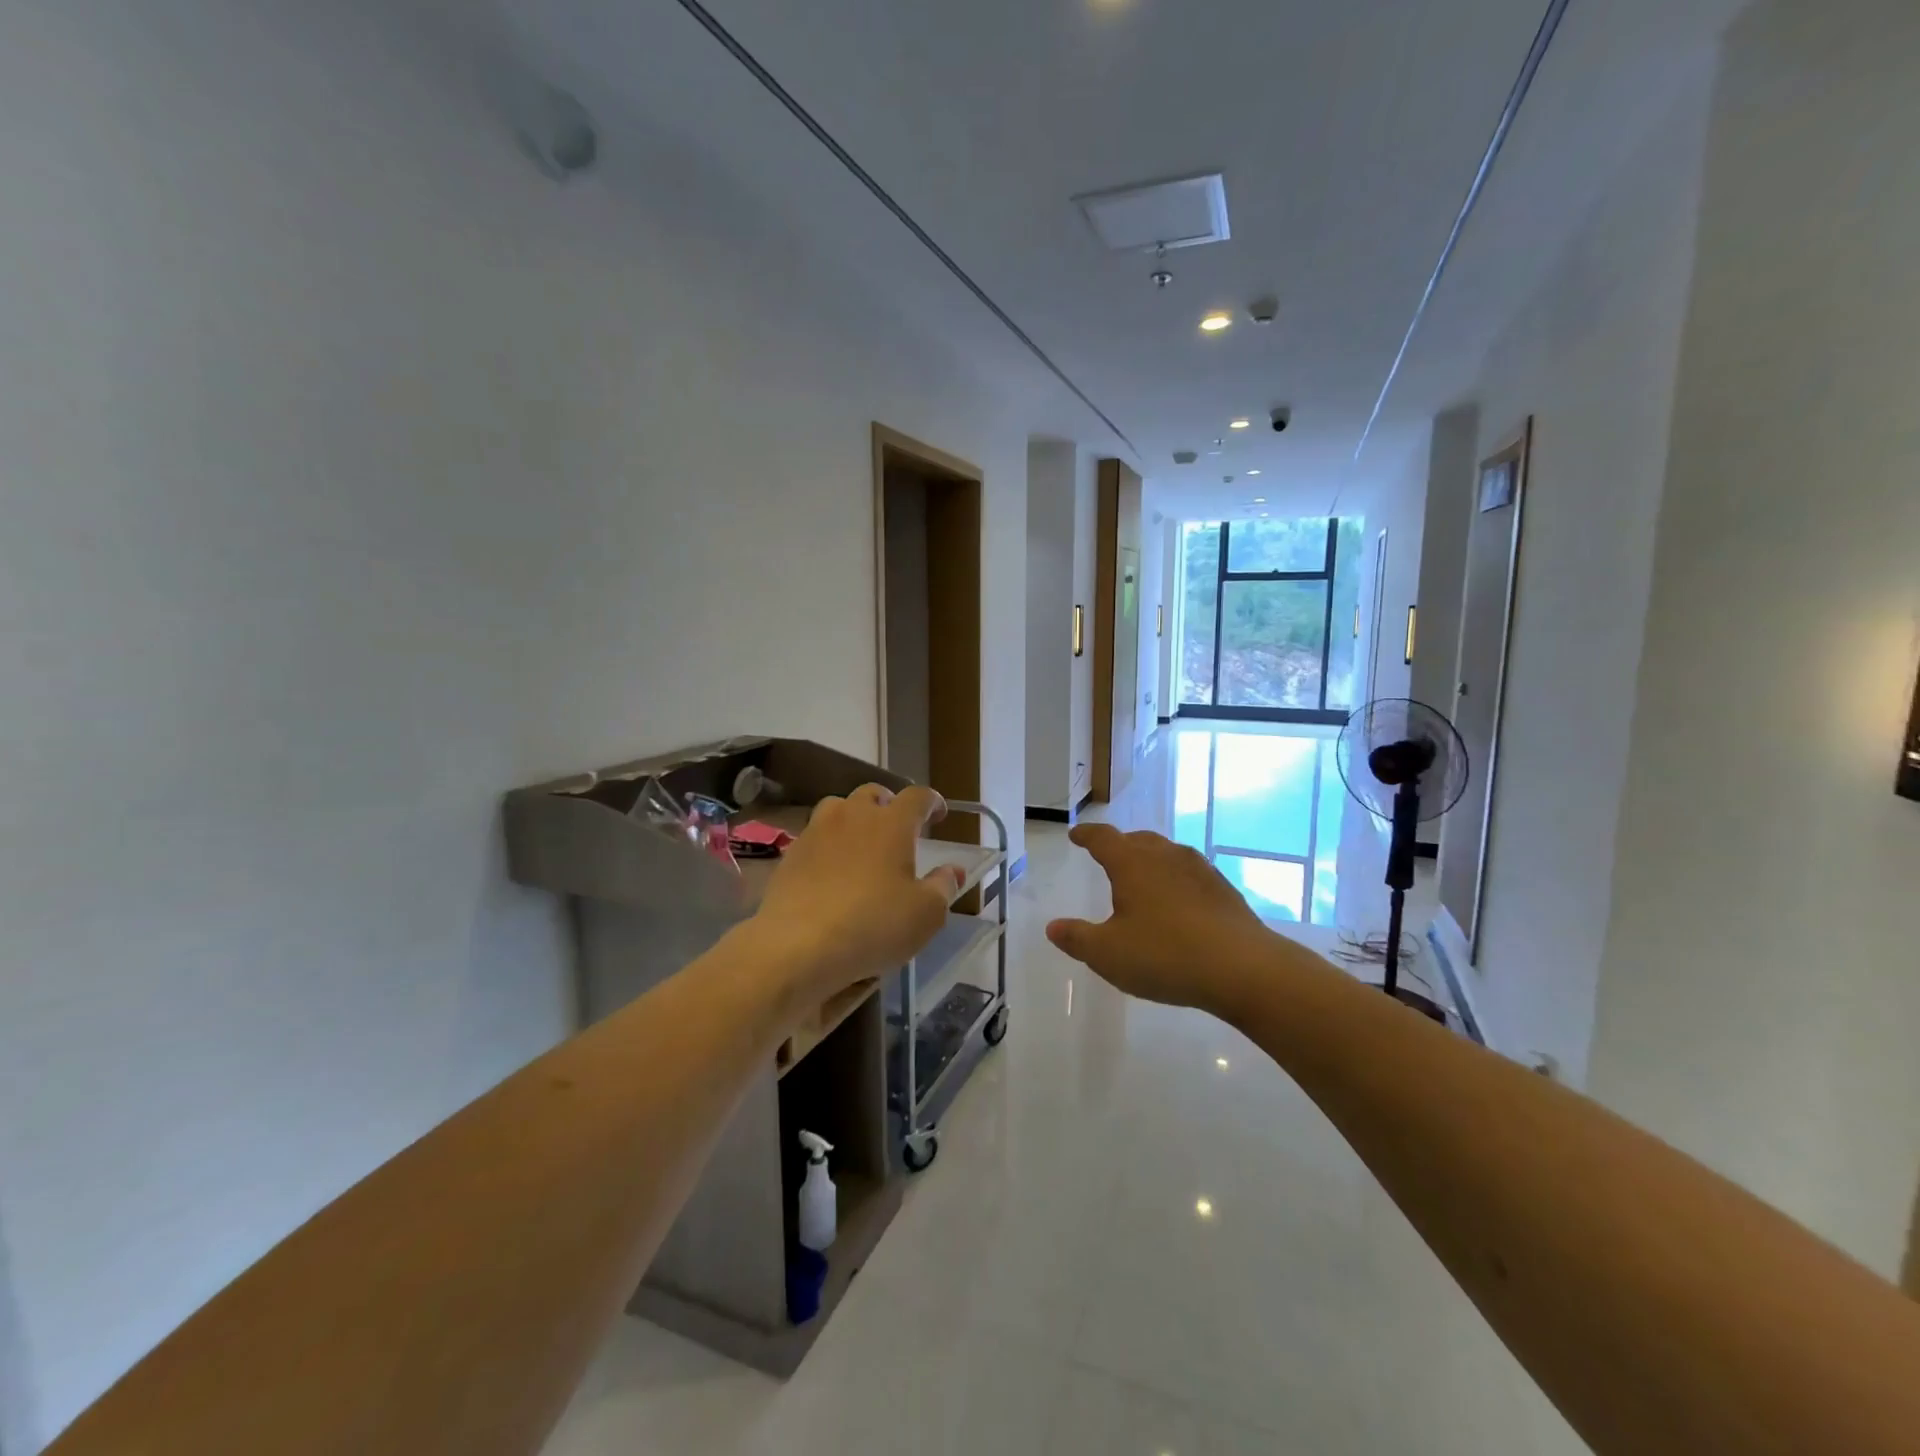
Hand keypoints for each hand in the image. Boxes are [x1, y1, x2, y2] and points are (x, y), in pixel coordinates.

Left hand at [751, 785, 963, 998]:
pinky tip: (831, 869)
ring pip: (838, 808)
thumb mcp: (925, 914)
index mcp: (892, 823)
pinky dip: (829, 843)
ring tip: (862, 842)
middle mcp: (853, 815)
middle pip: (874, 793)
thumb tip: (954, 870)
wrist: (797, 945)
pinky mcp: (791, 853)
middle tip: (898, 828)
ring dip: (854, 817)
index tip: (939, 814)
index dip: (932, 802)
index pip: (918, 797)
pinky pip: (815, 836)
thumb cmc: (873, 925)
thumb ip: (943, 887)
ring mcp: (817, 831)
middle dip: (889, 805)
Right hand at [1046, 823, 1287, 1017]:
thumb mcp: (1108, 954)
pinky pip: (1189, 874)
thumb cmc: (1165, 955)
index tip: (1076, 835)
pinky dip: (1175, 880)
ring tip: (1143, 878)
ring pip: (1167, 853)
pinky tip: (1178, 903)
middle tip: (1108, 856)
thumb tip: (1053, 927)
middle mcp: (1165, 856)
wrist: (1242, 968)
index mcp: (1132, 863)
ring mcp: (1199, 869)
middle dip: (1119, 845)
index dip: (1086, 836)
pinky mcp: (1223, 889)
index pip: (1102, 838)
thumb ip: (1077, 939)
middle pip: (1137, 840)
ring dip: (1150, 860)